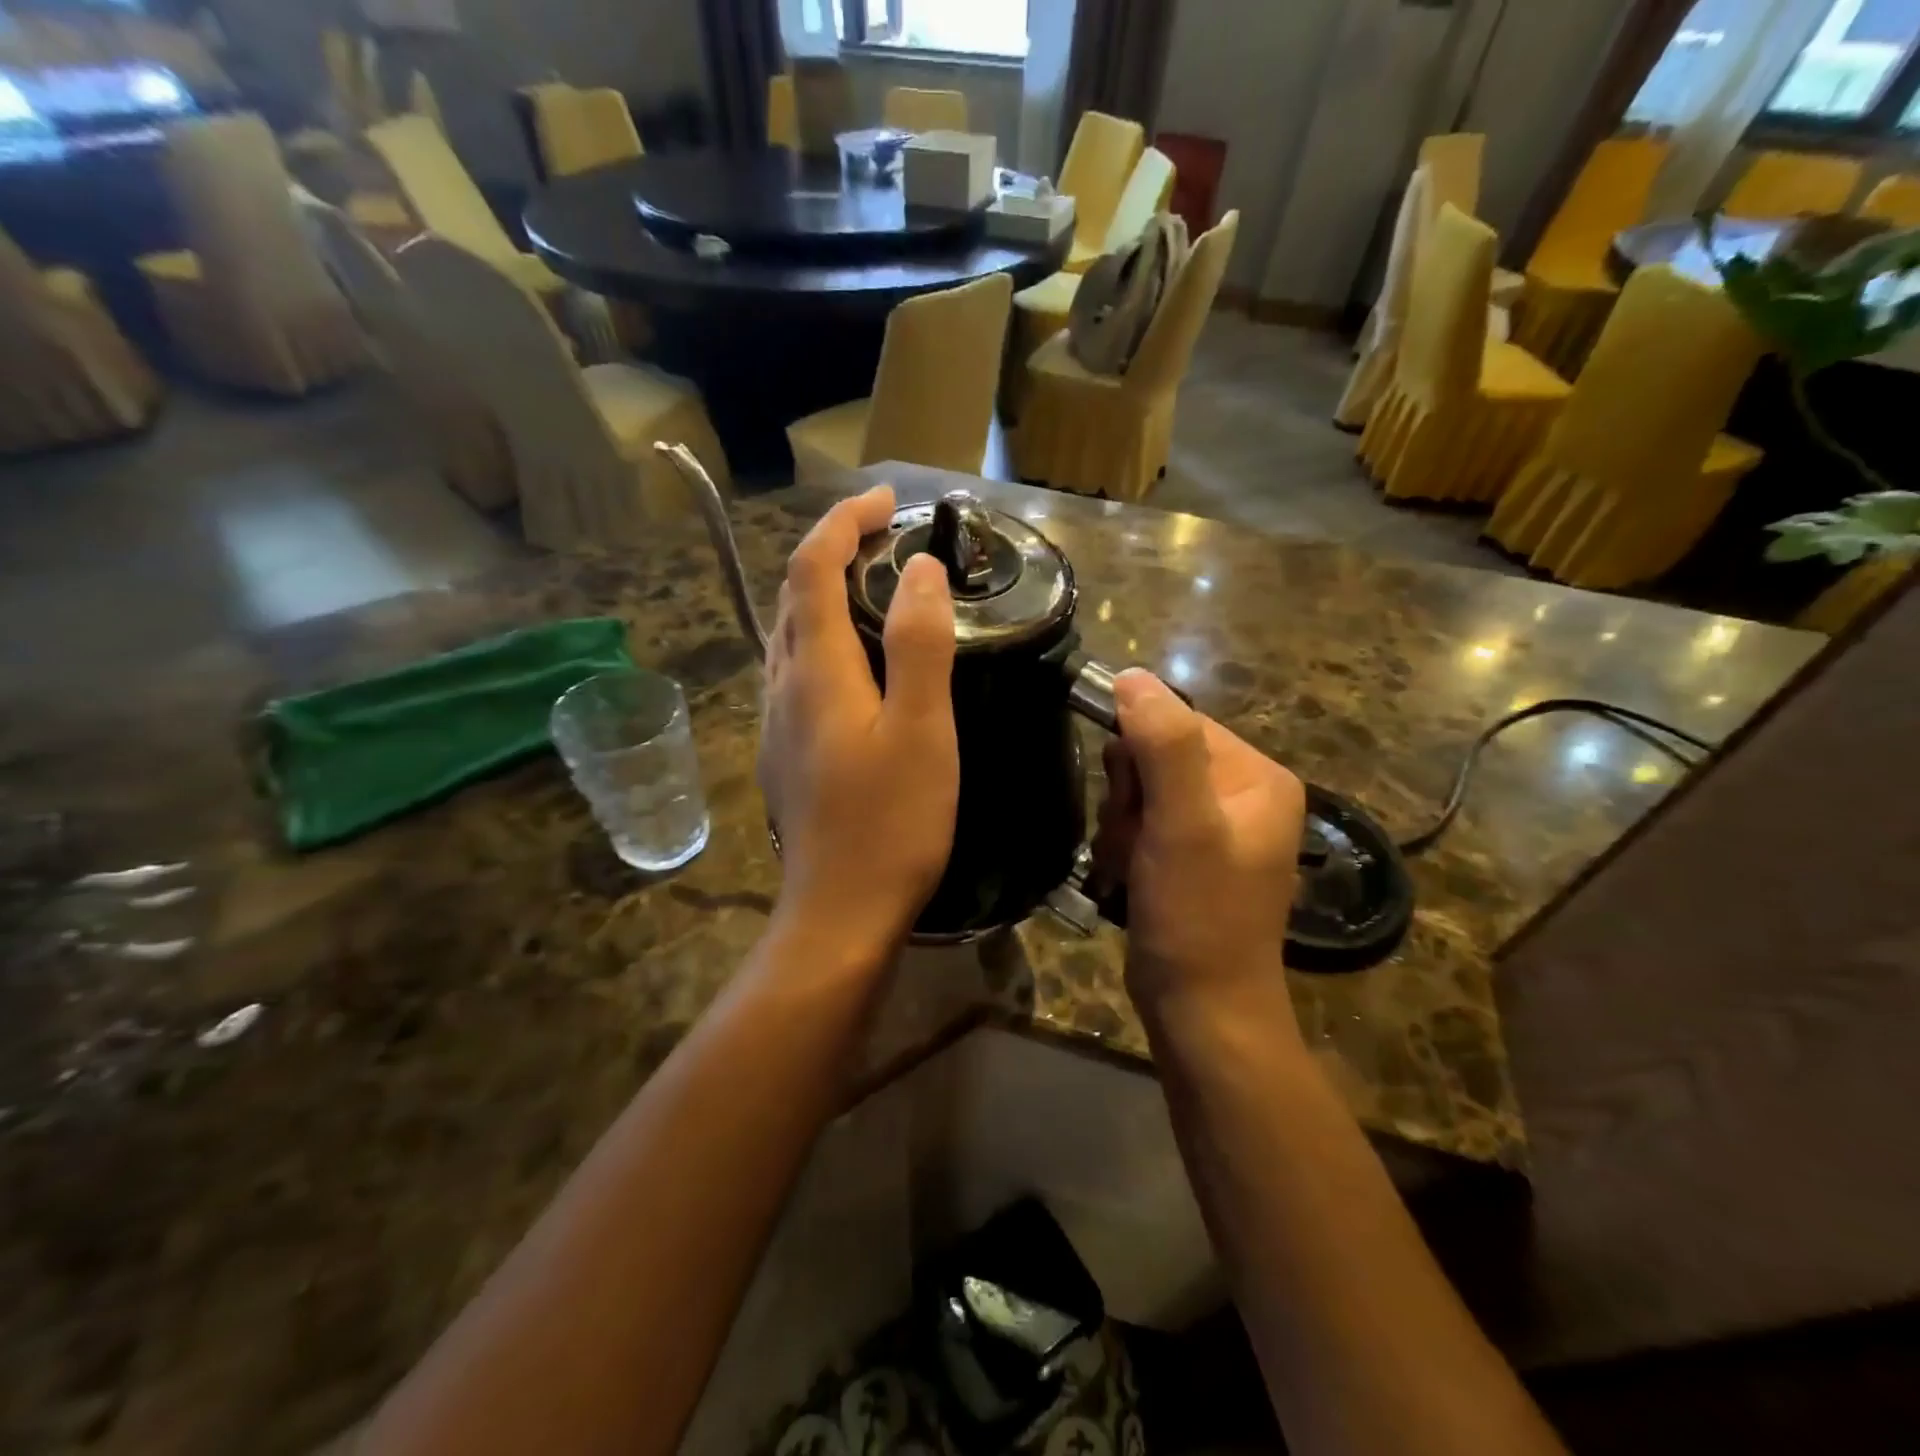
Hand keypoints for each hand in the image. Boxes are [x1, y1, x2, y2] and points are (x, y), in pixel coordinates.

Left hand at [759, 486, 958, 961]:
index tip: (887, 501)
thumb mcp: (921, 729)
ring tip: (874, 587)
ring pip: (791, 636)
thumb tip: (921, 571)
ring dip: (825, 595)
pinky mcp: (785, 753)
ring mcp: (777, 723)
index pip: (813, 568)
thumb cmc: (891, 821)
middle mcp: (783, 687)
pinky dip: (824, 640)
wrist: (840, 911)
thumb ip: (920, 645)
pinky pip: (796, 673)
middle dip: (833, 550)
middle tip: (886, 538)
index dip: (843, 522)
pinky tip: (856, 664)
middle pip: (795, 596)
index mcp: (817, 671)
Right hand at [1092, 670, 1307, 1007]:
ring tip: (1129, 866)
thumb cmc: (1197, 915)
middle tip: (1135, 841)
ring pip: (1139, 792)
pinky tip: (1126, 878)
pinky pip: (1141, 824)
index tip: (1131, 803)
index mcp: (1257, 776)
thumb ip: (1162, 745)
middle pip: (1154, 757)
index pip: (1177, 724)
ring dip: (1120, 826)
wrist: (1201, 1010)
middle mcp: (1241, 794)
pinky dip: (1123, 847)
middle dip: (1128, 798)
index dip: (1137, 757)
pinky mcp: (1189, 856)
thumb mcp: (1181, 825)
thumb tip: (1131, 675)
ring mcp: (1214, 828)